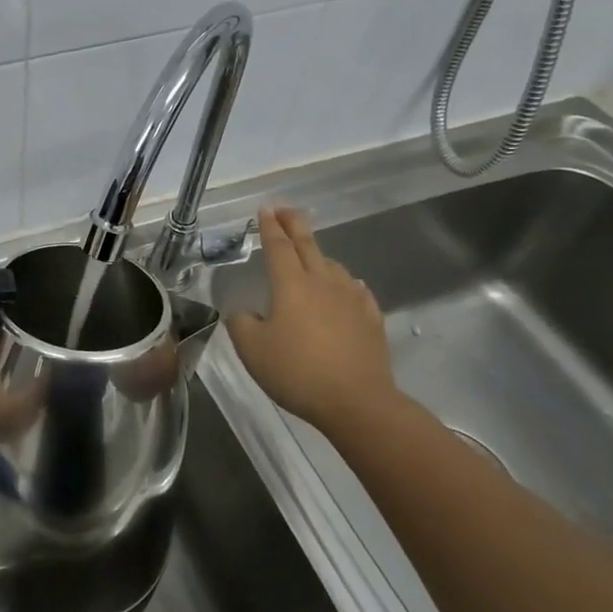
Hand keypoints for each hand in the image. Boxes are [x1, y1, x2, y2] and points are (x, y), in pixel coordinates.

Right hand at [226, 207, 401, 436]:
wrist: (357, 402)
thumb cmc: (297, 371)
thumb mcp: (252, 350)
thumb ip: (241, 324)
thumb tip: (243, 311)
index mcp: (291, 285)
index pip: (278, 246)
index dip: (269, 227)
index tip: (265, 209)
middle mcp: (322, 282)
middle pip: (308, 244)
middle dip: (295, 224)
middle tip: (286, 209)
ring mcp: (351, 299)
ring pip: (332, 265)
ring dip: (318, 254)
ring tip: (310, 255)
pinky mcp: (371, 319)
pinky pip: (356, 290)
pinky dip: (344, 282)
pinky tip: (346, 287)